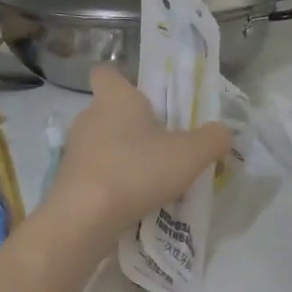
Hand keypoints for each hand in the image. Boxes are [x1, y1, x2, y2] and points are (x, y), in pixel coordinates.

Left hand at [46, 66, 232, 242]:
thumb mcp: (191, 154)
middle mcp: (89, 117)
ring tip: (152, 179)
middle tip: (163, 145)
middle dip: (134, 126)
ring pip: (103, 145)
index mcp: (115, 99)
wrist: (85, 218)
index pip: (106, 73)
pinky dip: (112, 183)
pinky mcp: (68, 182)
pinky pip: (95, 174)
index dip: (124, 81)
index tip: (146, 99)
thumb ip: (213, 138)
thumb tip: (223, 133)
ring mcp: (74, 151)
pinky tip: (133, 202)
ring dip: (124, 157)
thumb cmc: (137, 170)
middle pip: (110, 112)